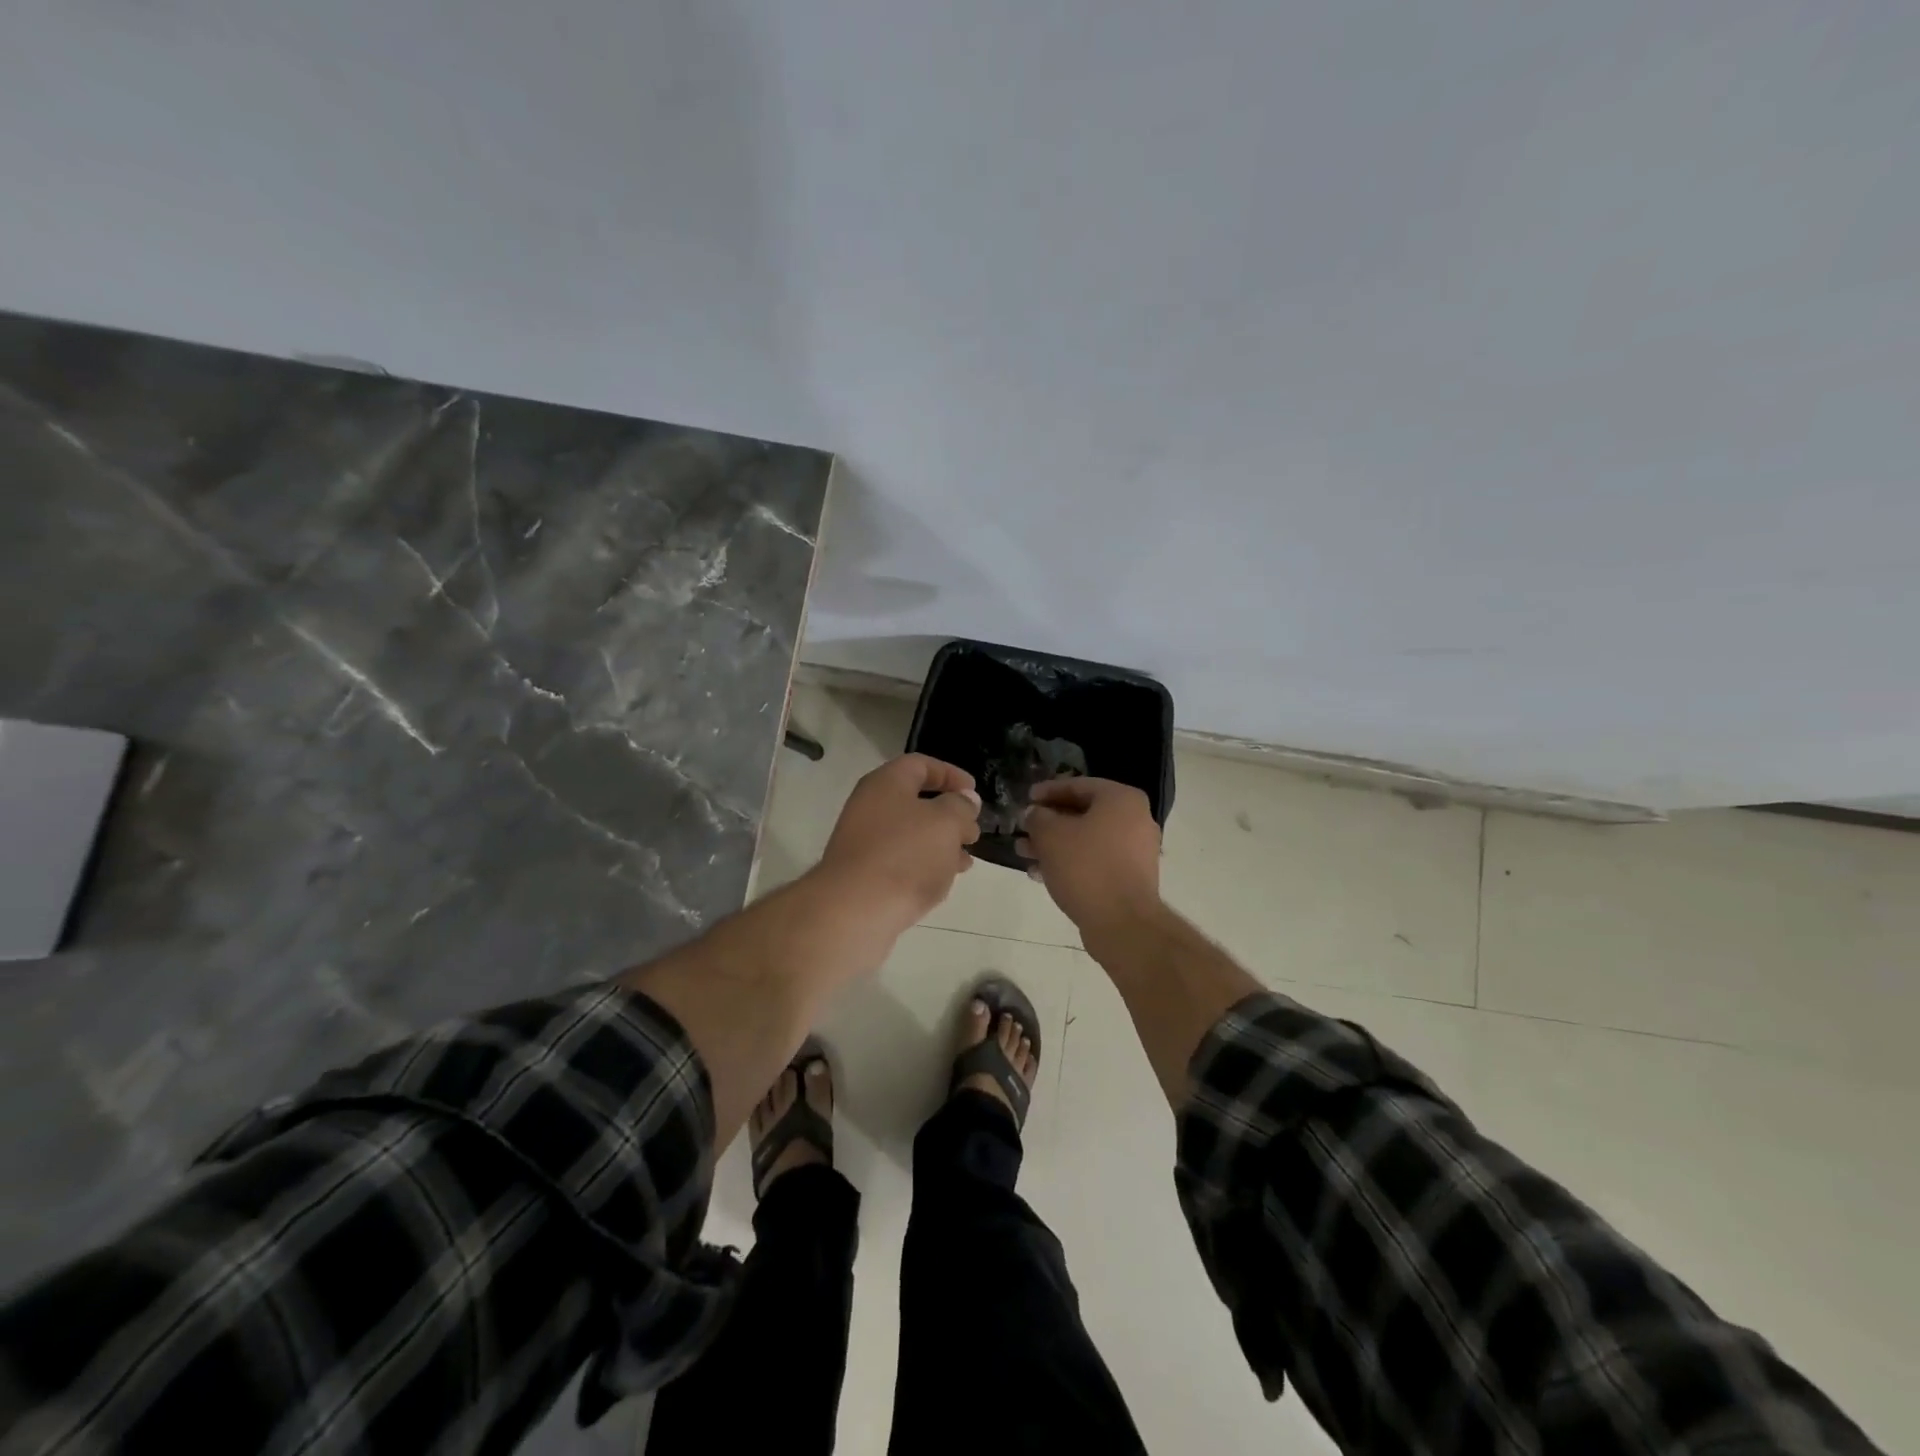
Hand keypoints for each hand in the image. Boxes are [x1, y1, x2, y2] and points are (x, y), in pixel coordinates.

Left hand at [817, 754, 981, 932]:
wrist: (854, 911)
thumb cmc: (904, 855)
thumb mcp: (945, 823)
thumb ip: (960, 806)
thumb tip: (965, 800)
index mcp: (886, 784)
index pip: (920, 764)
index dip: (950, 774)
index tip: (974, 792)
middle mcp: (870, 807)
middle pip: (915, 801)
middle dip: (949, 815)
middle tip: (973, 832)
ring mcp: (863, 842)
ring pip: (910, 835)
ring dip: (940, 844)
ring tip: (965, 861)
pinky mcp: (864, 875)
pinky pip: (900, 861)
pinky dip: (924, 866)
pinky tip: (943, 882)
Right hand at [1020, 778, 1161, 944]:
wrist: (1123, 923)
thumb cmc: (1086, 867)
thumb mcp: (1050, 835)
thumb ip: (1038, 817)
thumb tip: (1035, 813)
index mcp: (1122, 799)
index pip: (1078, 785)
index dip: (1048, 791)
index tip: (1026, 799)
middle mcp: (1135, 820)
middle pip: (1083, 813)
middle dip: (1048, 822)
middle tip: (1023, 829)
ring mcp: (1136, 851)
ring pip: (1087, 840)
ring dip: (1055, 845)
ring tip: (1024, 853)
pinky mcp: (1131, 878)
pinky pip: (1096, 861)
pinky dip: (1071, 863)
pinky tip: (1042, 874)